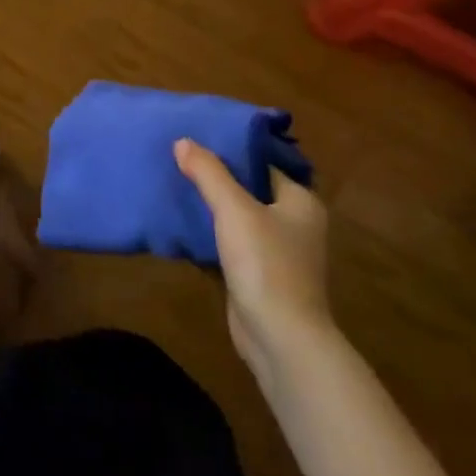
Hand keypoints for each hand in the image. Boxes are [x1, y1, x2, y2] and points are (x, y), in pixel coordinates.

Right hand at [174, 139, 333, 386]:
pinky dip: (209, 234)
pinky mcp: (258, 275)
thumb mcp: (234, 209)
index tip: (198, 136)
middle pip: (249, 189)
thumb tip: (183, 141)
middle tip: (180, 157)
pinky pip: (230, 243)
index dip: (231, 149)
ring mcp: (277, 252)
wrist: (280, 338)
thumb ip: (208, 172)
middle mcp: (294, 223)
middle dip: (217, 177)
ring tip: (175, 183)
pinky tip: (181, 223)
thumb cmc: (266, 264)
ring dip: (211, 206)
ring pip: (238, 217)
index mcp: (300, 202)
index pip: (263, 163)